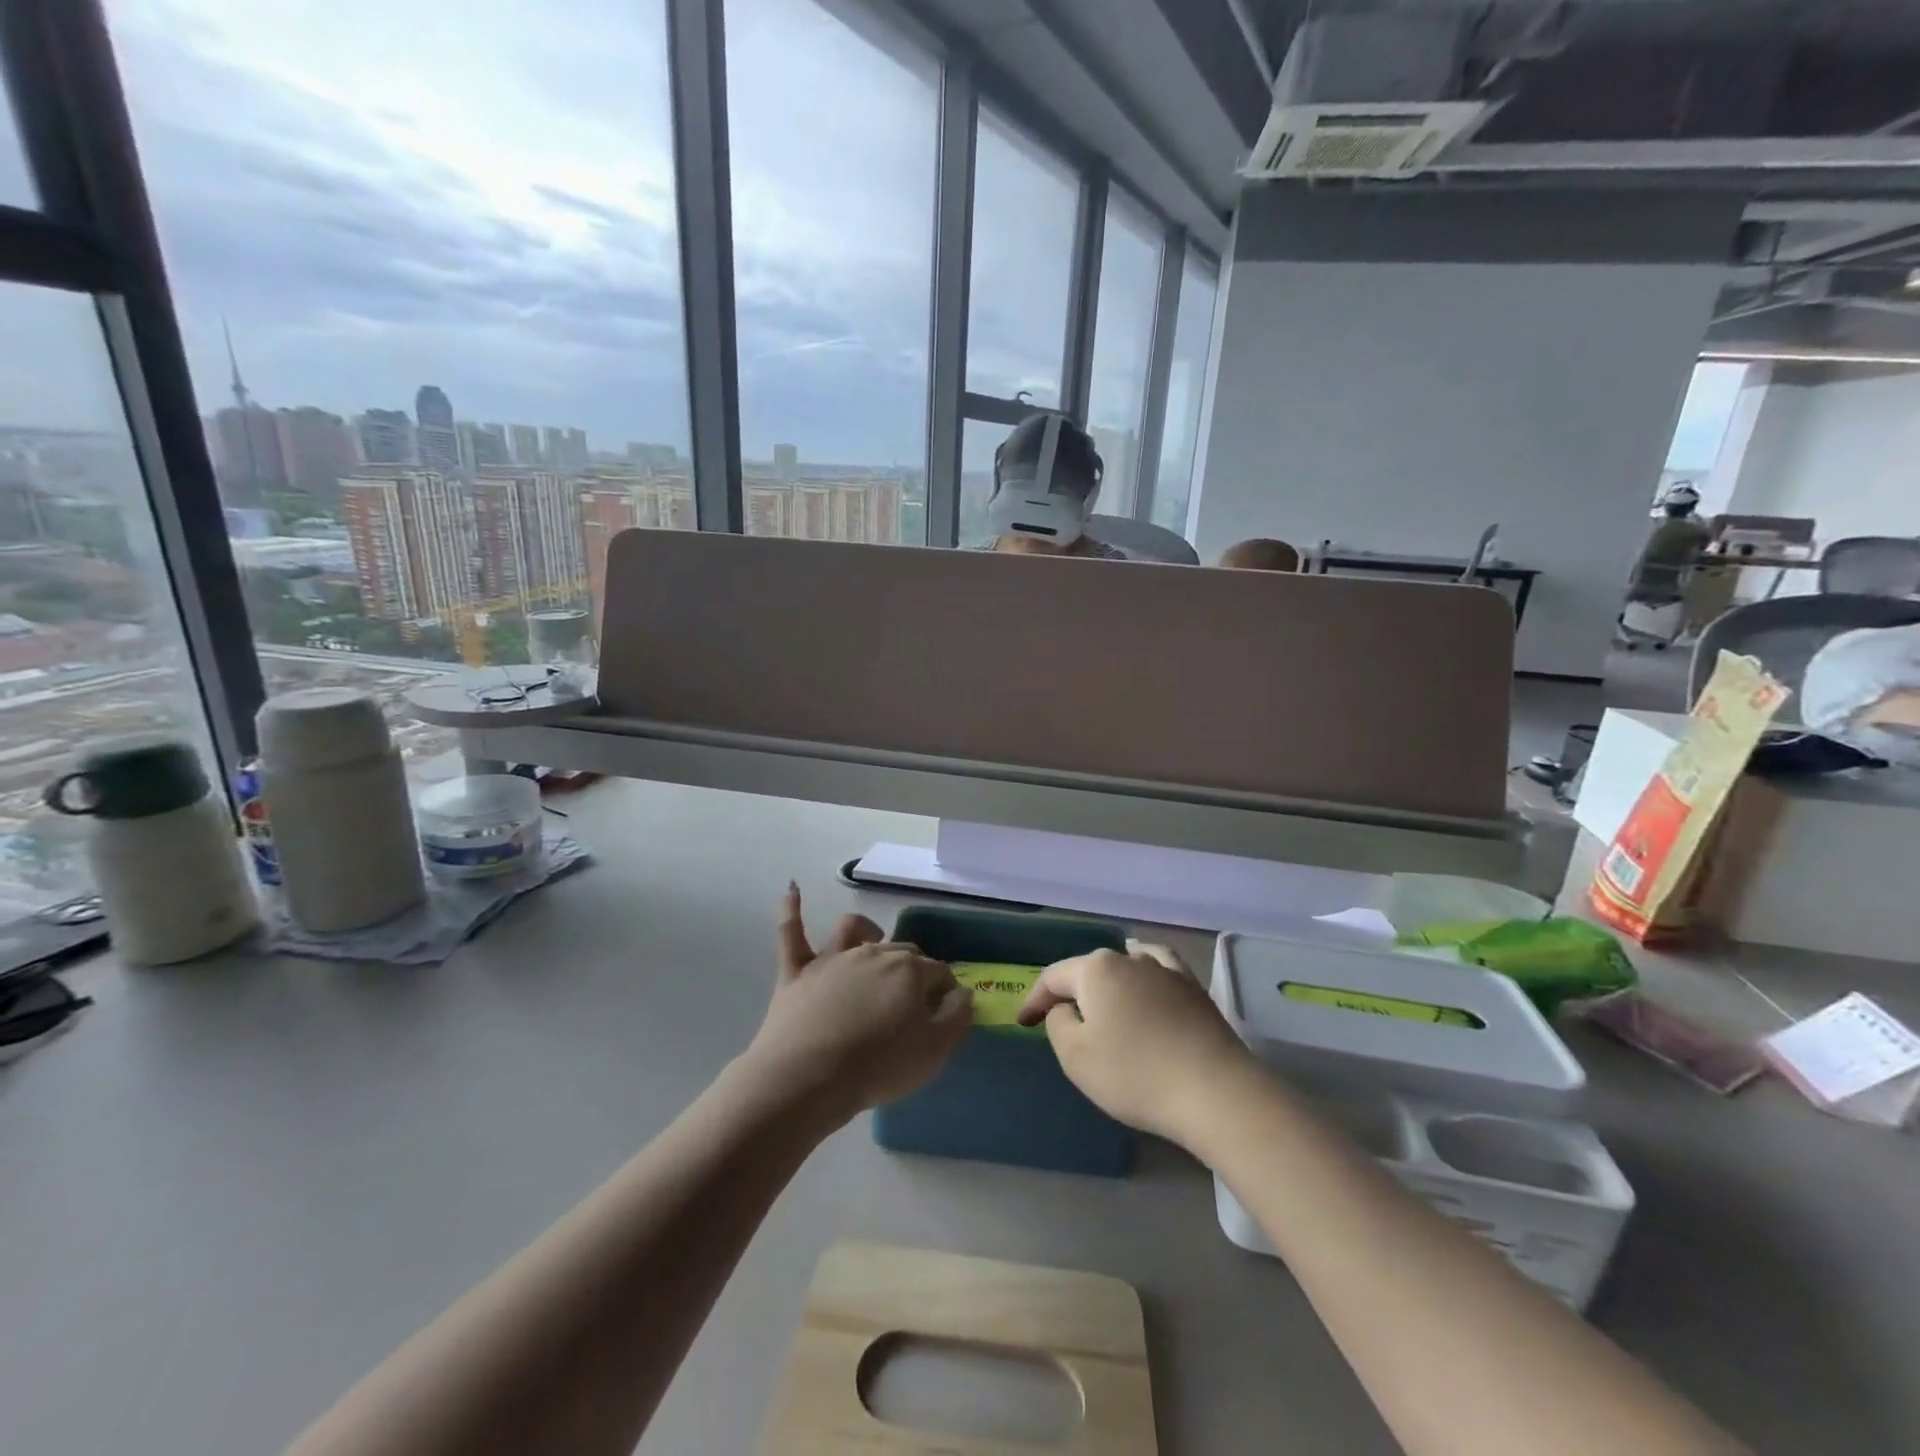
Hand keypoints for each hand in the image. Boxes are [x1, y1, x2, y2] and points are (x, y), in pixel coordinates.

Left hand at [739, 885, 971, 1128]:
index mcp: (909, 970)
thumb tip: (963, 992)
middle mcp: (873, 952)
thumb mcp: (934, 1050)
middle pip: (901, 951)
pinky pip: (791, 932)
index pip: (938, 972)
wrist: (808, 1079)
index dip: (944, 990)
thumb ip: (957, 1016)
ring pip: (853, 928)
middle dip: (913, 967)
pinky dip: (792, 909)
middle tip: (912, 999)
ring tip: (872, 940)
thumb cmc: (877, 1067)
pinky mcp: (796, 971)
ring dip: (866, 930)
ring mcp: (832, 958)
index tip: (943, 1011)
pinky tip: (792, 888)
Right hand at [1017, 941, 1258, 1146]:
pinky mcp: (1193, 988)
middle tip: (1060, 1021)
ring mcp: (1165, 970)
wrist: (1214, 1091)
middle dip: (1071, 992)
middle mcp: (1129, 958)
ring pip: (1124, 966)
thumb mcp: (1076, 1057)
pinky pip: (1159, 967)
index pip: (1053, 978)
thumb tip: (1066, 1008)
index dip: (1034, 1000)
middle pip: (1088, 970)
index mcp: (1095, 970)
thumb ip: (1058, 1024)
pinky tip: (1144, 973)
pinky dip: (1145, 969)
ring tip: (1099, 1001)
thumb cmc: (1135, 1074)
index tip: (1023, 1023)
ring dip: (1107, 983)